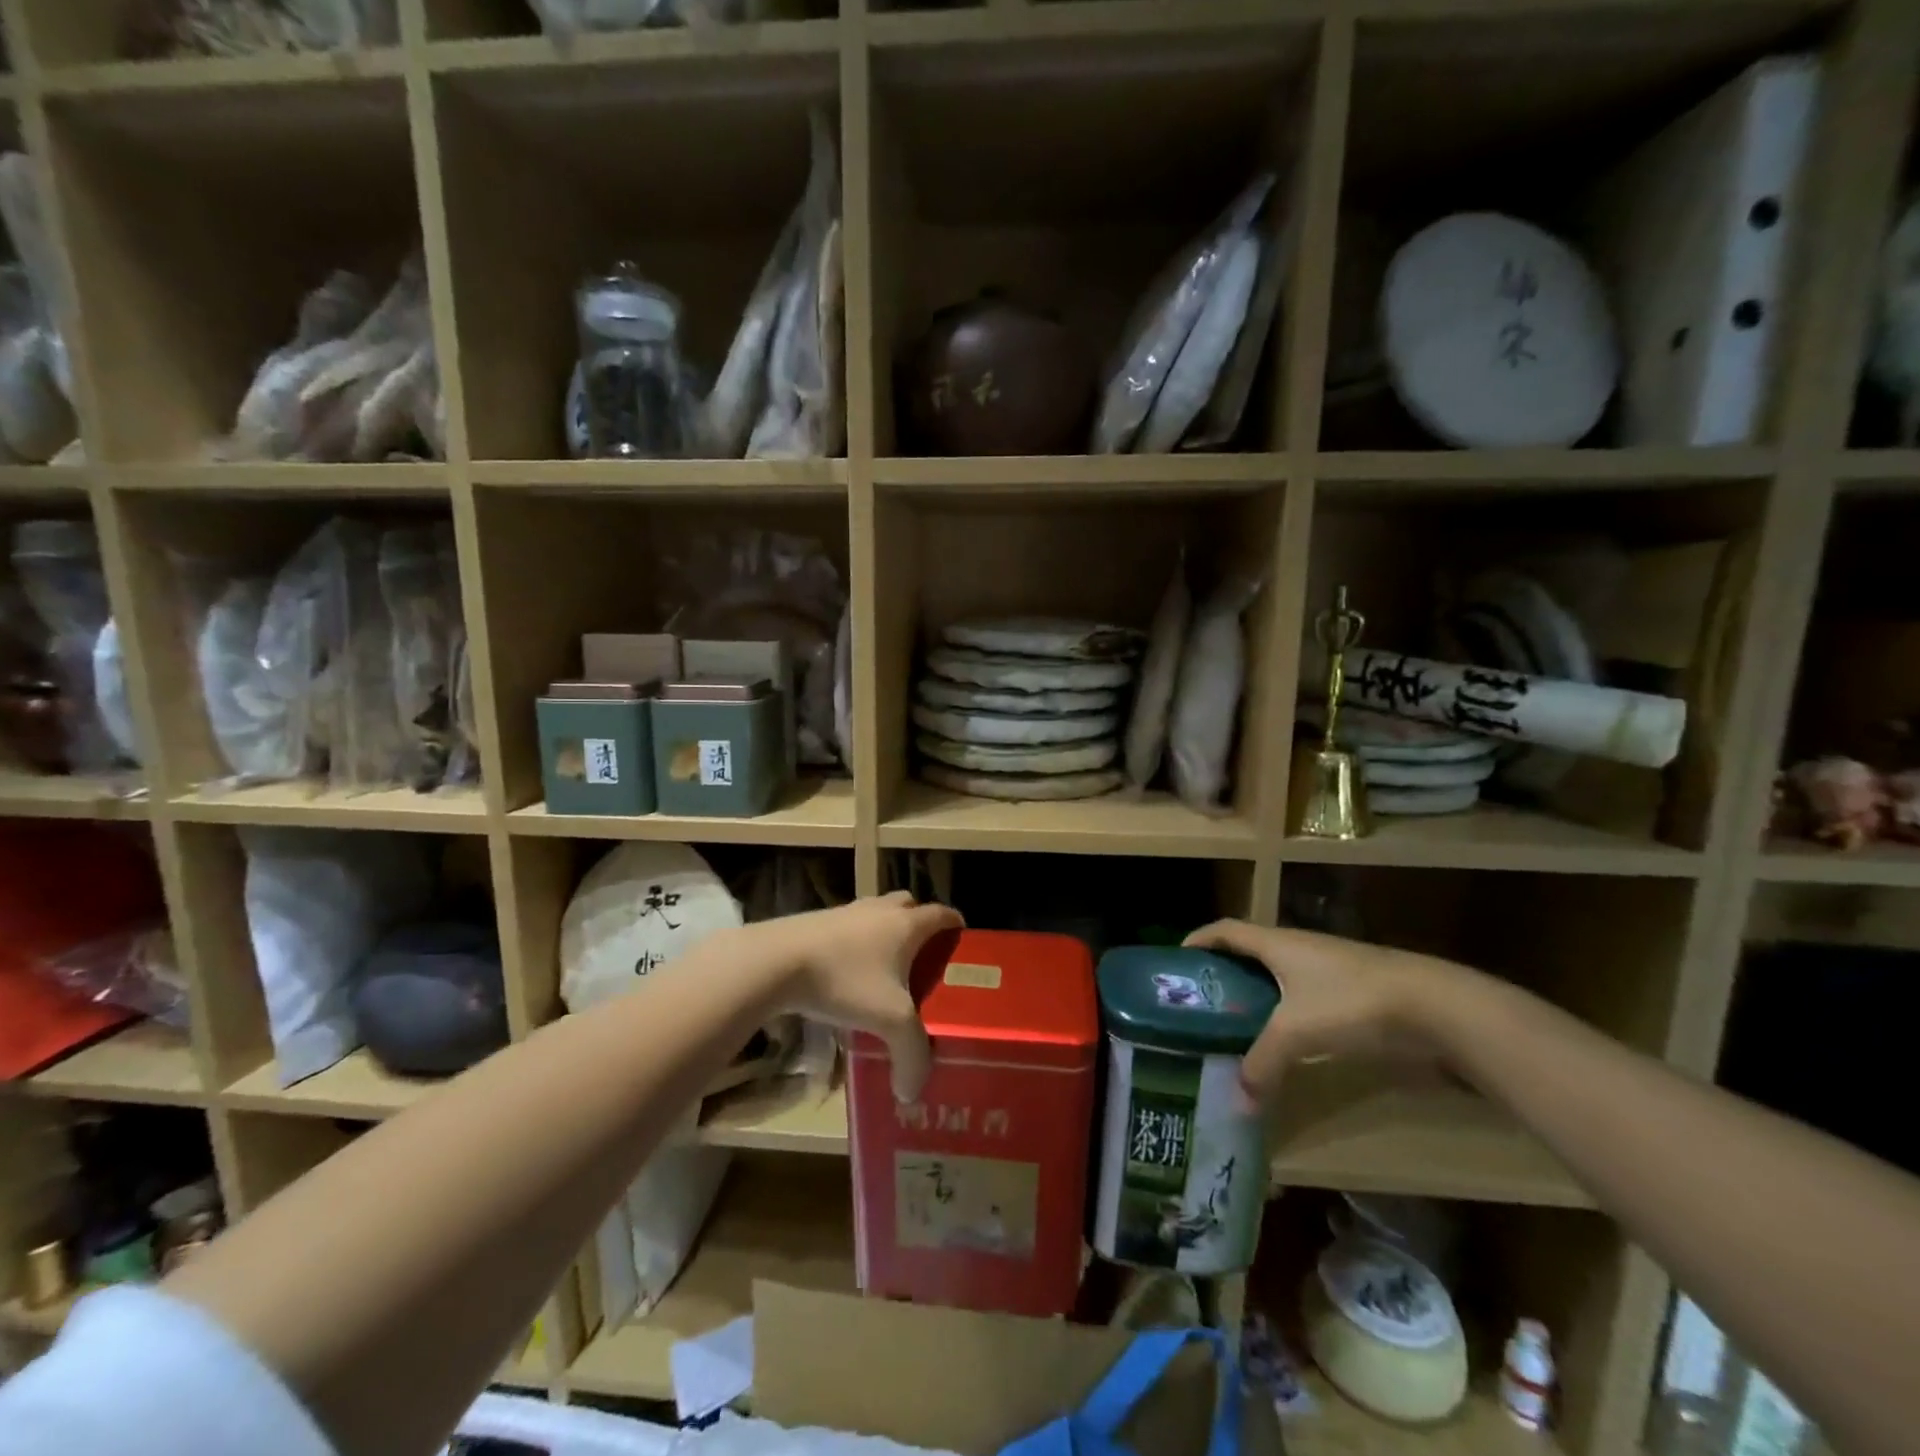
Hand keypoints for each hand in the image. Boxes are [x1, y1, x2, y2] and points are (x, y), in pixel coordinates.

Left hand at [771, 891, 963, 1101]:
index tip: (963, 942)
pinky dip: (855, 942)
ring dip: (885, 931)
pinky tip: (846, 973)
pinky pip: (848, 927)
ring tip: (884, 967)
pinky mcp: (818, 921)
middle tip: (923, 956)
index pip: (942, 914)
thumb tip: (912, 1091)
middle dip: (920, 923)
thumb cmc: (845, 980)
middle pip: (909, 905)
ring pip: (877, 914)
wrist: (778, 960)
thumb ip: (911, 1054)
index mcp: (907, 925)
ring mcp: (847, 912)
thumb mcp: (888, 1021)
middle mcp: (880, 910)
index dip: (956, 926)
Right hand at [1183, 920, 1438, 1098]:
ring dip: (1258, 996)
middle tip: (1203, 1003)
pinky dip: (1288, 1014)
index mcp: (1278, 943)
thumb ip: (1263, 1062)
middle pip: (1251, 953)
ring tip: (1238, 1026)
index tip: (1177, 960)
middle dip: (1225, 973)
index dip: (1199, 939)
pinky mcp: (1356, 993)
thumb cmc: (1353, 1002)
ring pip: (1281, 978)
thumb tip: (1238, 1099)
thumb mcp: (1297, 1032)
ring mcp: (1331, 969)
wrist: (1438, 1008)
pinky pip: (1306, 998)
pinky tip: (1287, 1042)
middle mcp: (1300, 948)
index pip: (1226, 930)